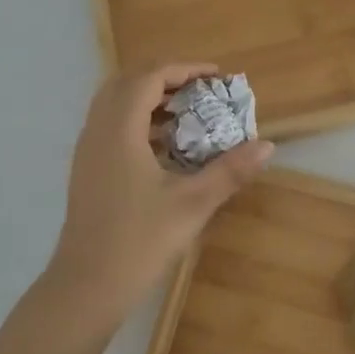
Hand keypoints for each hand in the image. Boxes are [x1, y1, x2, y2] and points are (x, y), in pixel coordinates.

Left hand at [42, 63, 273, 328]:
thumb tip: (267, 146)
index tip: (216, 76)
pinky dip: (138, 119)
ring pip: (116, 103)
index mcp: (120, 129)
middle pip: (128, 81)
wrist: (87, 285)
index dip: (185, 69)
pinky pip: (111, 124)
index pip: (150, 77)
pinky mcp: (87, 168)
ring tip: (188, 113)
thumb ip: (230, 171)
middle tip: (201, 90)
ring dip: (150, 98)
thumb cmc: (140, 241)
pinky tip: (165, 147)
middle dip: (166, 77)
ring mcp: (87, 149)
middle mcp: (98, 130)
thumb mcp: (192, 204)